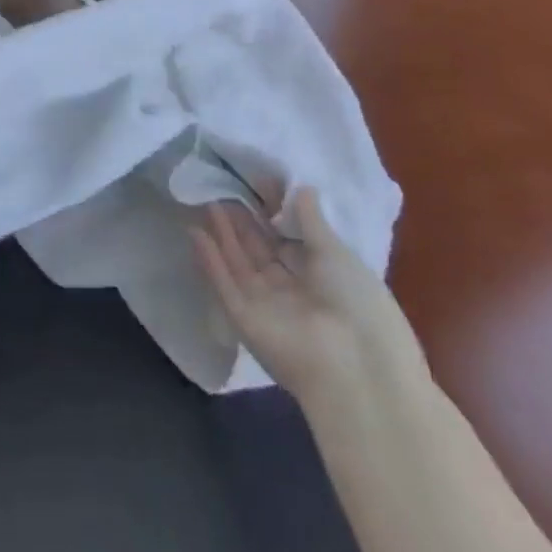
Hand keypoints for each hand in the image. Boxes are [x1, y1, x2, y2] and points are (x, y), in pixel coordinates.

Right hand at [192, 187, 418, 402]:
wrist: (354, 368)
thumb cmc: (355, 301)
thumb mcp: (336, 252)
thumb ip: (311, 220)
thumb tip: (302, 187)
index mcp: (322, 277)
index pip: (289, 240)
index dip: (272, 213)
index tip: (257, 183)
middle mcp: (292, 291)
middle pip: (261, 251)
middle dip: (243, 222)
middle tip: (224, 188)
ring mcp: (266, 306)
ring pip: (239, 264)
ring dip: (224, 234)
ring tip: (207, 201)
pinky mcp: (244, 320)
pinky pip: (224, 285)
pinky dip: (209, 260)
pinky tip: (195, 232)